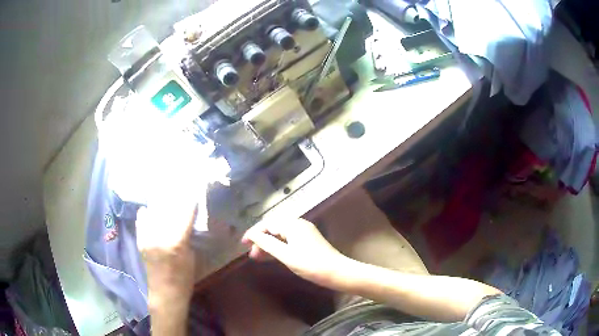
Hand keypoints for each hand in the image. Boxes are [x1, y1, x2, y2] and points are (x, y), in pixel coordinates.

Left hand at [135, 200, 198, 312]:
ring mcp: (147, 237)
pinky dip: (146, 214)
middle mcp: (160, 236)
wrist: (165, 293)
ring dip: (160, 206)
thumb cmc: (183, 278)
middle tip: (178, 195)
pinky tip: (149, 211)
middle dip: (175, 201)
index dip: (190, 203)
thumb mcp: (191, 257)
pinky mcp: (140, 240)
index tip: (193, 195)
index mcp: (176, 242)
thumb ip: (186, 237)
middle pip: (167, 210)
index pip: (185, 214)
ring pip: (153, 212)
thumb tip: (185, 221)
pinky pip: (141, 220)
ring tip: (164, 200)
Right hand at [242, 218, 348, 286]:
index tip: (243, 244)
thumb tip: (252, 235)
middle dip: (261, 240)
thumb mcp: (286, 255)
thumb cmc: (310, 264)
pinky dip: (278, 247)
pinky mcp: (308, 241)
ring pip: (281, 235)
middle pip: (274, 228)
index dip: (254, 233)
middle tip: (251, 254)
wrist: (337, 272)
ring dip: (269, 244)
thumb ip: (267, 244)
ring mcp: (305, 232)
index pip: (268, 224)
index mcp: (293, 225)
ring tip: (258, 257)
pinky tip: (273, 256)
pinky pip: (288, 240)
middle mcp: (299, 224)